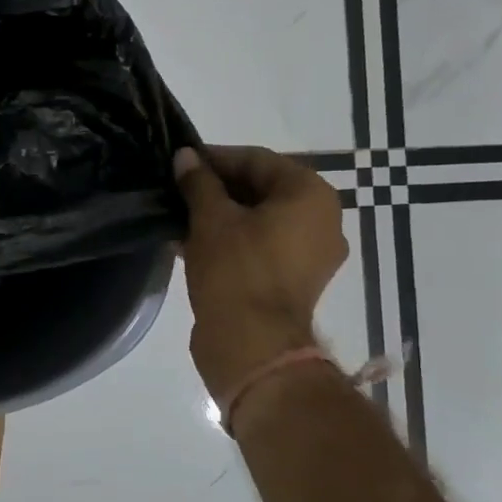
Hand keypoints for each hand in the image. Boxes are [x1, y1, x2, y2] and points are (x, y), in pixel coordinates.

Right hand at [174, 145, 348, 397]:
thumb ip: (198, 182)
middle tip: (178, 189)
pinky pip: (261, 247)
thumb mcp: (210, 218)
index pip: (257, 160)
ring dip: (221, 215)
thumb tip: (185, 156)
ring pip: (259, 220)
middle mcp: (322, 220)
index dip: (215, 158)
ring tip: (180, 216)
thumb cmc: (235, 270)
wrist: (252, 345)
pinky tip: (192, 242)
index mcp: (311, 195)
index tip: (181, 161)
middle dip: (217, 188)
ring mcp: (311, 255)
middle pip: (262, 189)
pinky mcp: (295, 281)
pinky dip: (231, 241)